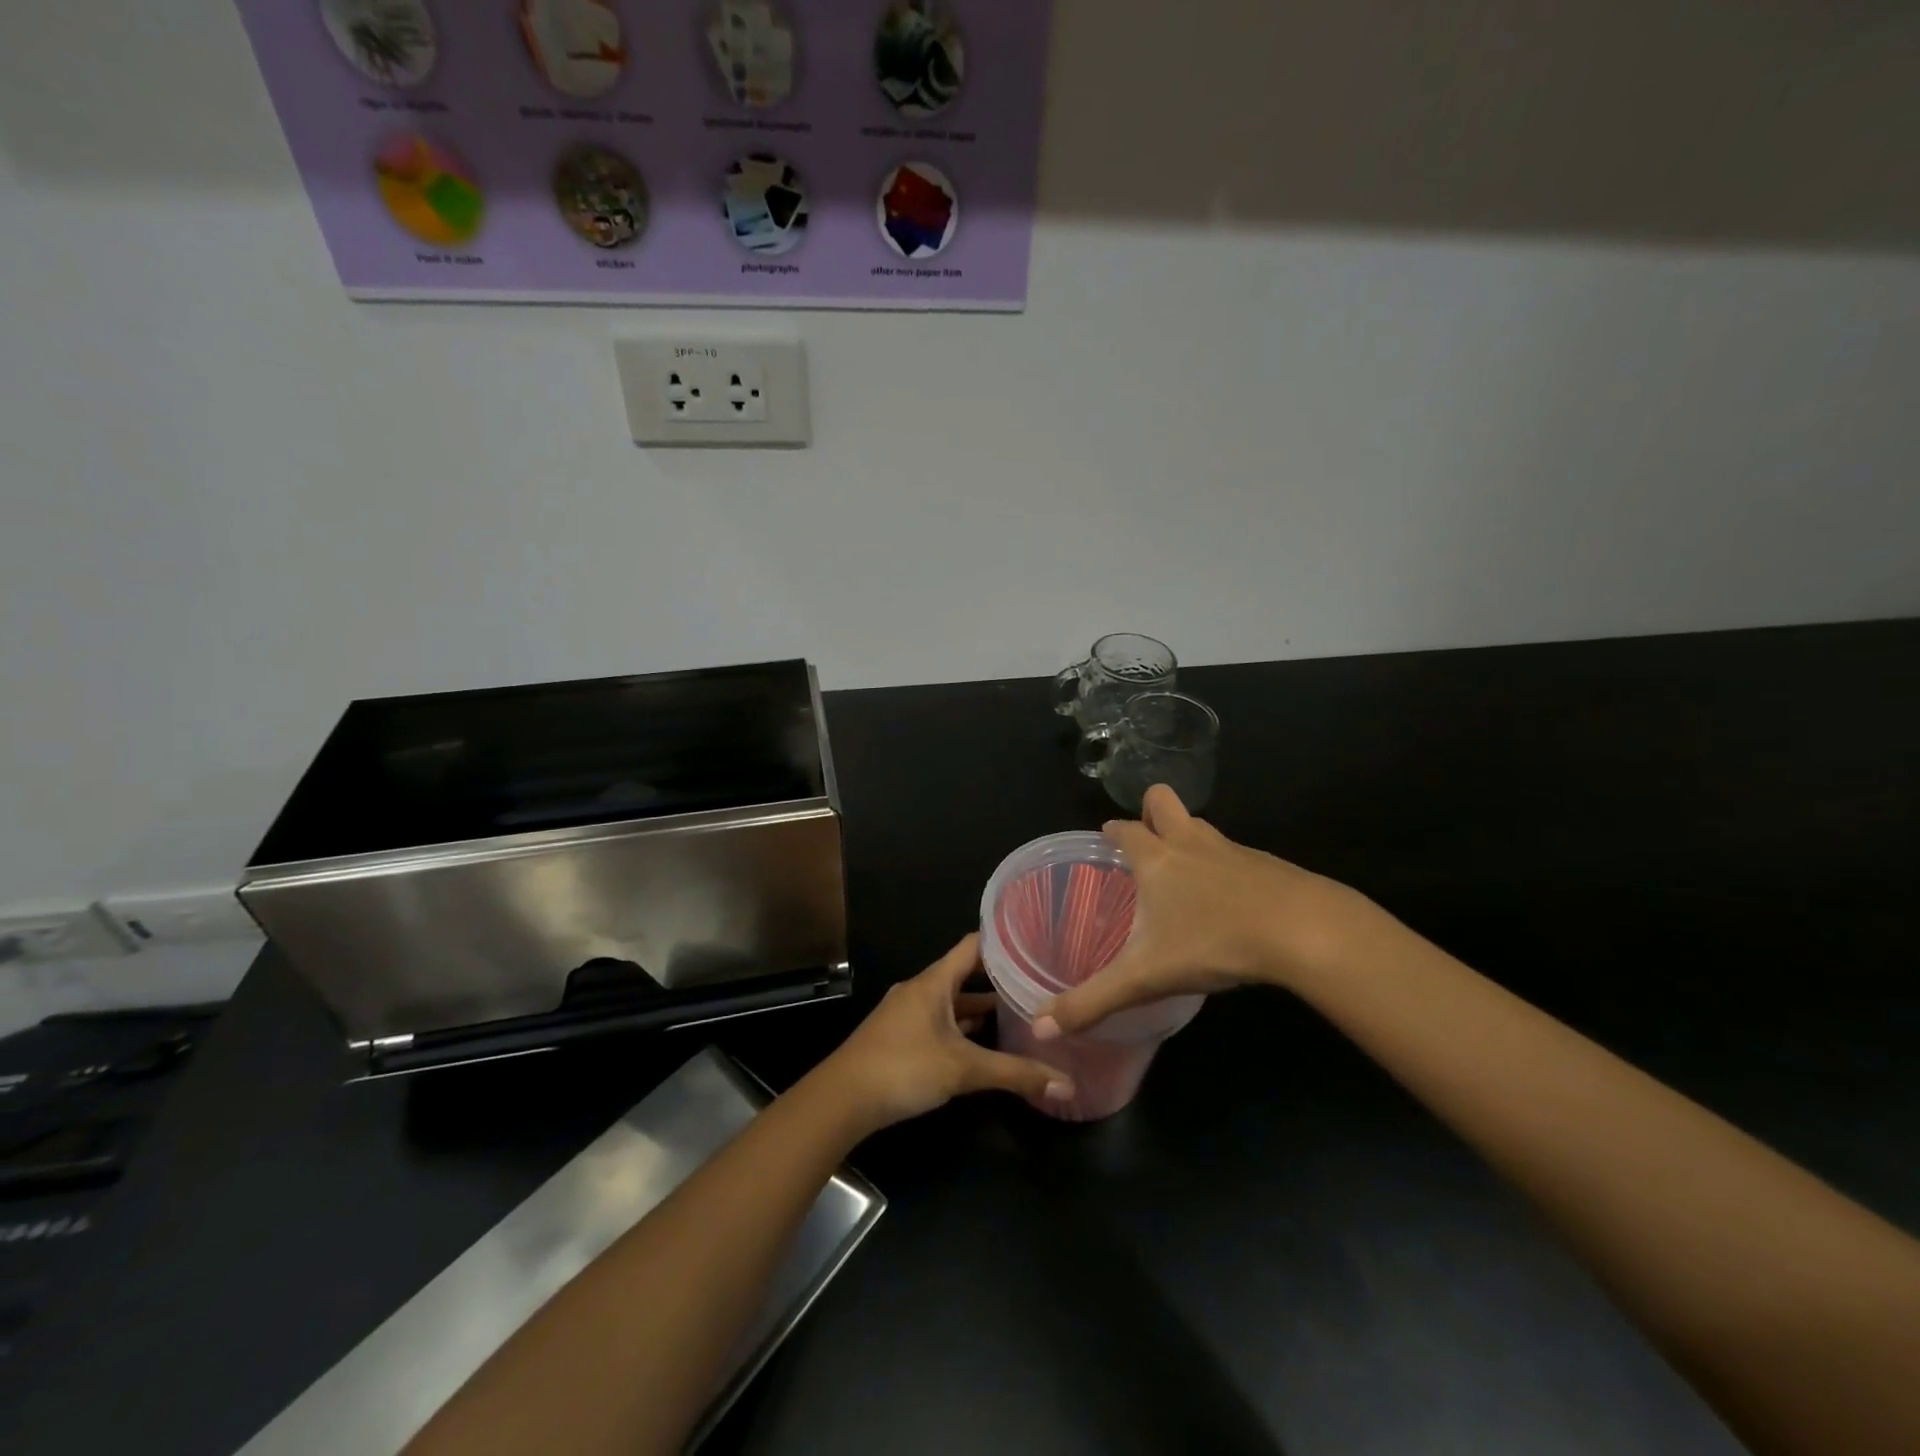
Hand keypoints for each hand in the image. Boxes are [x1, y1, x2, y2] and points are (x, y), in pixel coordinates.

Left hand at [821, 934, 1073, 1132]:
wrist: (842, 1099)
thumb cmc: (903, 1068)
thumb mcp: (964, 1070)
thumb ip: (1015, 1074)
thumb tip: (1067, 1084)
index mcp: (934, 981)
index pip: (973, 945)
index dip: (1003, 940)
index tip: (1035, 940)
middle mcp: (921, 989)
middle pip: (964, 973)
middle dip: (998, 979)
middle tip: (1037, 981)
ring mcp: (908, 1012)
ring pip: (952, 1001)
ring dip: (980, 1006)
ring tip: (1020, 1012)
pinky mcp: (901, 1036)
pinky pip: (940, 1020)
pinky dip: (962, 1026)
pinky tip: (983, 1043)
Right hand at [1036, 785, 1396, 1038]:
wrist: (1303, 931)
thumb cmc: (1213, 942)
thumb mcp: (1145, 977)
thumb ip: (1093, 1002)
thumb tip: (1039, 1029)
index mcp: (1157, 859)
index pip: (1126, 829)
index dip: (1114, 830)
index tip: (1108, 836)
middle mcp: (1191, 843)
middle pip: (1164, 801)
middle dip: (1151, 810)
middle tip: (1146, 843)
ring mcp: (1233, 850)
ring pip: (1202, 826)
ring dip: (1188, 837)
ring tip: (1184, 872)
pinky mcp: (1268, 865)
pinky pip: (1236, 853)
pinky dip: (1225, 866)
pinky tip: (1230, 902)